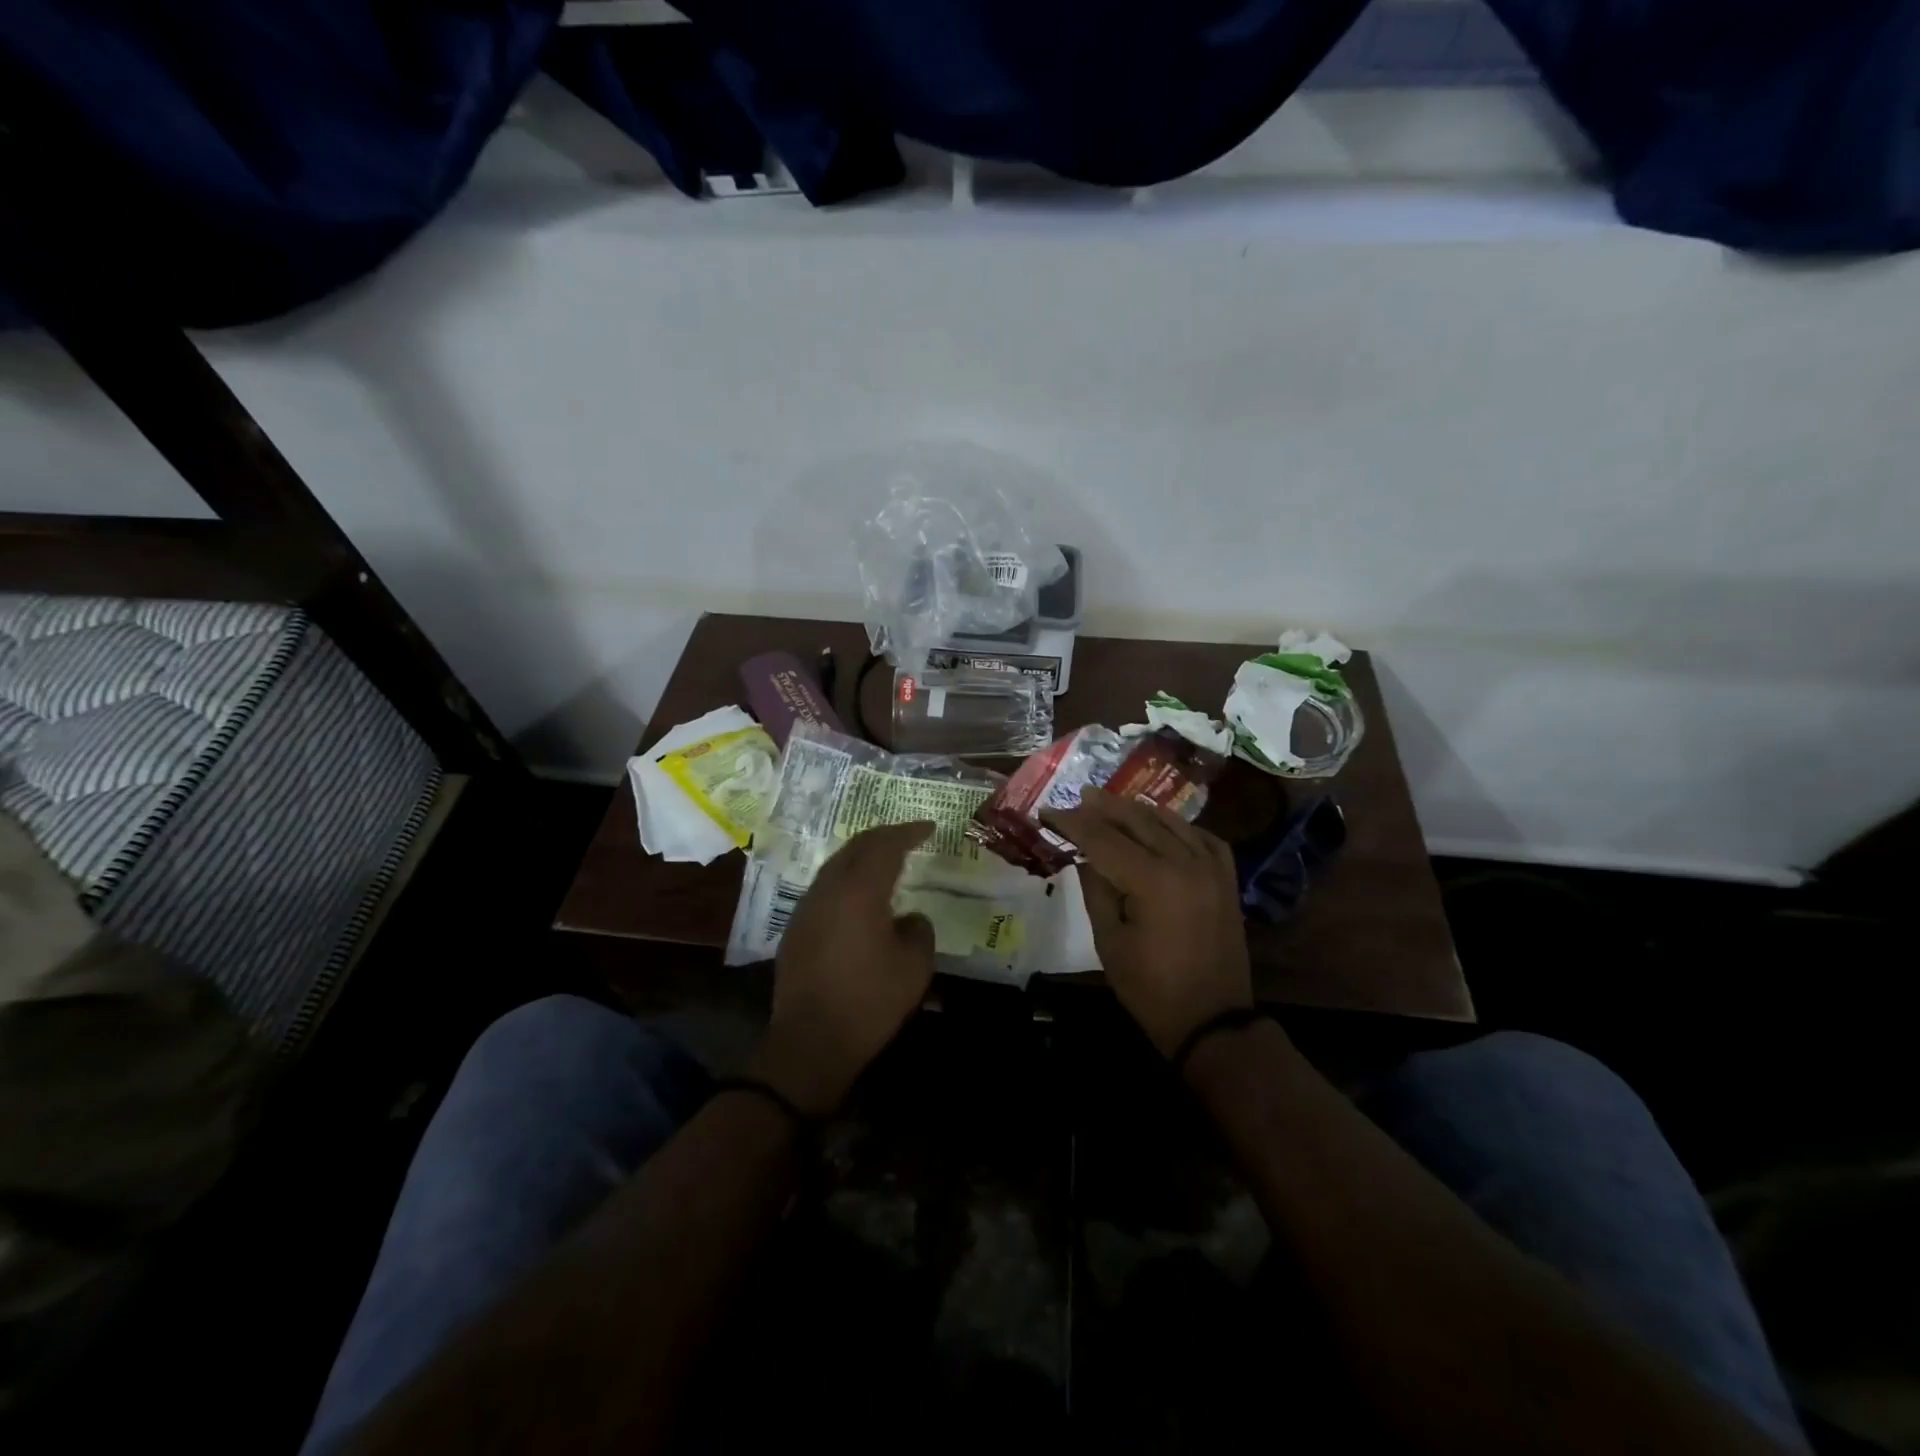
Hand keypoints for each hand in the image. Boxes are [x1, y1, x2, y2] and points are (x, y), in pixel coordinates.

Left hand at [754, 820, 936, 1116]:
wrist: (810, 1041)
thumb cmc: (869, 1001)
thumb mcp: (914, 966)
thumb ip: (919, 930)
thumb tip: (909, 918)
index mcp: (860, 890)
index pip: (886, 845)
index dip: (909, 832)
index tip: (929, 828)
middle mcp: (828, 888)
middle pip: (856, 847)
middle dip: (884, 837)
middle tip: (908, 837)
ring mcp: (806, 907)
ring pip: (836, 865)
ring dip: (862, 857)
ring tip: (886, 861)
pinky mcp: (796, 928)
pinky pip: (826, 887)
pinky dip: (848, 879)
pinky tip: (860, 896)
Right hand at [1044, 791, 1251, 1057]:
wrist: (1213, 1020)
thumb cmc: (1152, 988)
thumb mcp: (1109, 941)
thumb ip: (1096, 890)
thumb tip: (1086, 855)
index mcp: (1153, 881)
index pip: (1103, 838)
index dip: (1072, 823)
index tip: (1047, 812)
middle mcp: (1186, 863)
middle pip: (1138, 820)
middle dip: (1105, 807)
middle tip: (1079, 798)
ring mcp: (1212, 868)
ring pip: (1171, 822)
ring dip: (1138, 810)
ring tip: (1113, 804)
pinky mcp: (1226, 879)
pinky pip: (1202, 837)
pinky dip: (1178, 826)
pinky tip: (1162, 826)